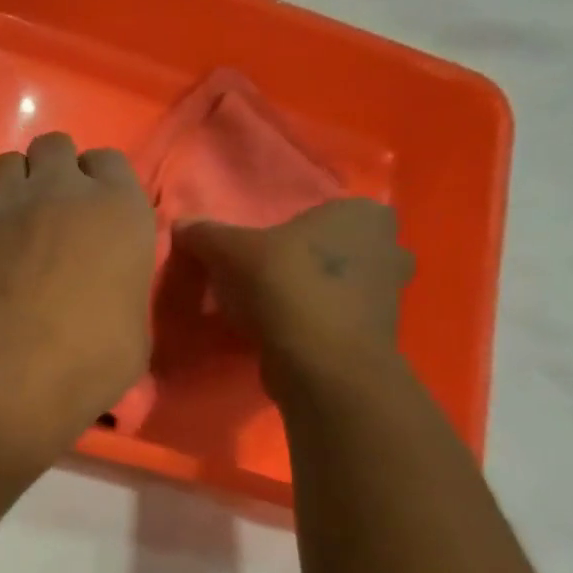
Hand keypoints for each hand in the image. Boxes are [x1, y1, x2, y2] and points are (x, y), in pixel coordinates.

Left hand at [0, 132, 155, 464]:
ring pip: (7, 163)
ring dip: (14, 184)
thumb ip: (120, 290)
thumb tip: (106, 293)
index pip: (109, 161)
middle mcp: (59, 192)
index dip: (100, 182)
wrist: (1, 370)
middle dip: (54, 169)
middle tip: (53, 211)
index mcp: (117, 209)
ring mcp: (3, 206)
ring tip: (14, 224)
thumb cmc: (85, 359)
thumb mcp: (131, 330)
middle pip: (54, 147)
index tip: (95, 211)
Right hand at [174, 199, 411, 386]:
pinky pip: (337, 317)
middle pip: (332, 248)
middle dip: (304, 260)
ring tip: (266, 307)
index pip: (323, 210)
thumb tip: (182, 225)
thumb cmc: (284, 286)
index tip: (261, 247)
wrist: (321, 363)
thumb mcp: (228, 251)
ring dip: (309, 293)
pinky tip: (280, 332)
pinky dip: (313, 322)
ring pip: (337, 284)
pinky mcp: (377, 334)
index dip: (291, 228)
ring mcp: (390, 294)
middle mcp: (390, 247)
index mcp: (363, 214)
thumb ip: (205, 234)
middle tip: (264, 273)